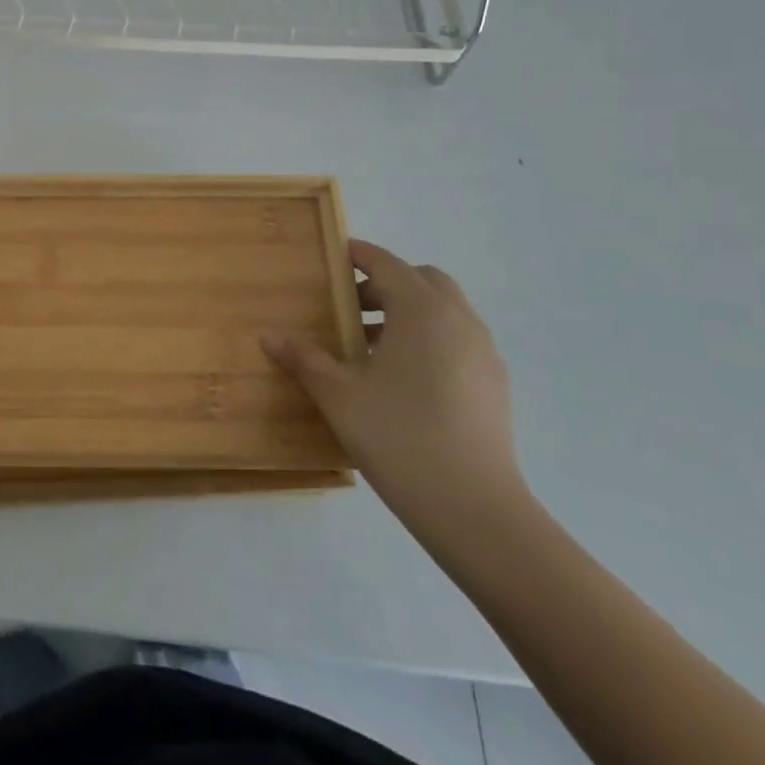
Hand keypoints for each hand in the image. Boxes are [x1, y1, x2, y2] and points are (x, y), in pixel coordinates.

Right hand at [262, 239, 523, 529]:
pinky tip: (405, 380)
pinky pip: (459, 341)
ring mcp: (483, 353)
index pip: (387, 264)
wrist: (475, 509)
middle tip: (350, 308)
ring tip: (373, 348)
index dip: (359, 256)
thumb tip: (269, 336)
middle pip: (422, 280)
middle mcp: (458, 320)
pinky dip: (431, 339)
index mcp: (421, 310)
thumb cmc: (399, 436)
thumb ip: (304, 359)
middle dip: (386, 284)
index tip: (333, 258)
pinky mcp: (496, 385)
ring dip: (409, 312)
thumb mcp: (338, 395)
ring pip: (445, 311)